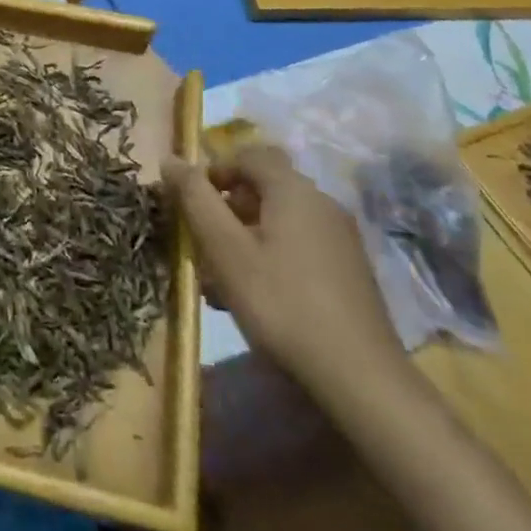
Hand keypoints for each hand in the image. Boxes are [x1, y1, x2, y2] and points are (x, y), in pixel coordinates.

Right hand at [163, 145, 408, 407]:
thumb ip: (195, 199)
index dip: (216, 169)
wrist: (359, 376)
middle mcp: (322, 203)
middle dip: (228, 208)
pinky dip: (271, 256)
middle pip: (265, 187)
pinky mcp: (349, 270)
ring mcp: (341, 238)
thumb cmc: (281, 302)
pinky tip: (256, 296)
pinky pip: (299, 245)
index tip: (193, 203)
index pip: (249, 154)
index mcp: (294, 190)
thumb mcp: (225, 249)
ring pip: (280, 219)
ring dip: (246, 237)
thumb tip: (171, 159)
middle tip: (204, 243)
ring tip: (222, 279)